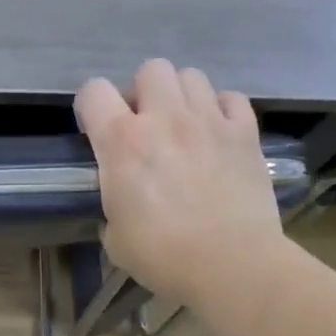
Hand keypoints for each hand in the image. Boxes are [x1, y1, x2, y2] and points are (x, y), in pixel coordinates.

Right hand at [75, 59, 286, 304]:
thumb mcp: (114, 236)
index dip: (89, 107)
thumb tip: (122, 201)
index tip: (94, 131)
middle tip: (145, 125)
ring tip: (182, 126)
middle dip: (142, 93)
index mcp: (122, 142)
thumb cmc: (163, 255)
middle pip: (150, 70)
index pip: (93, 91)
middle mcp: (164, 118)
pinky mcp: (245, 132)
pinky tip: (216, 133)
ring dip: (181, 97)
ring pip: (191, 76)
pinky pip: (231, 98)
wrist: (232, 265)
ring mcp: (209, 120)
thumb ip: (113, 202)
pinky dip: (221, 109)